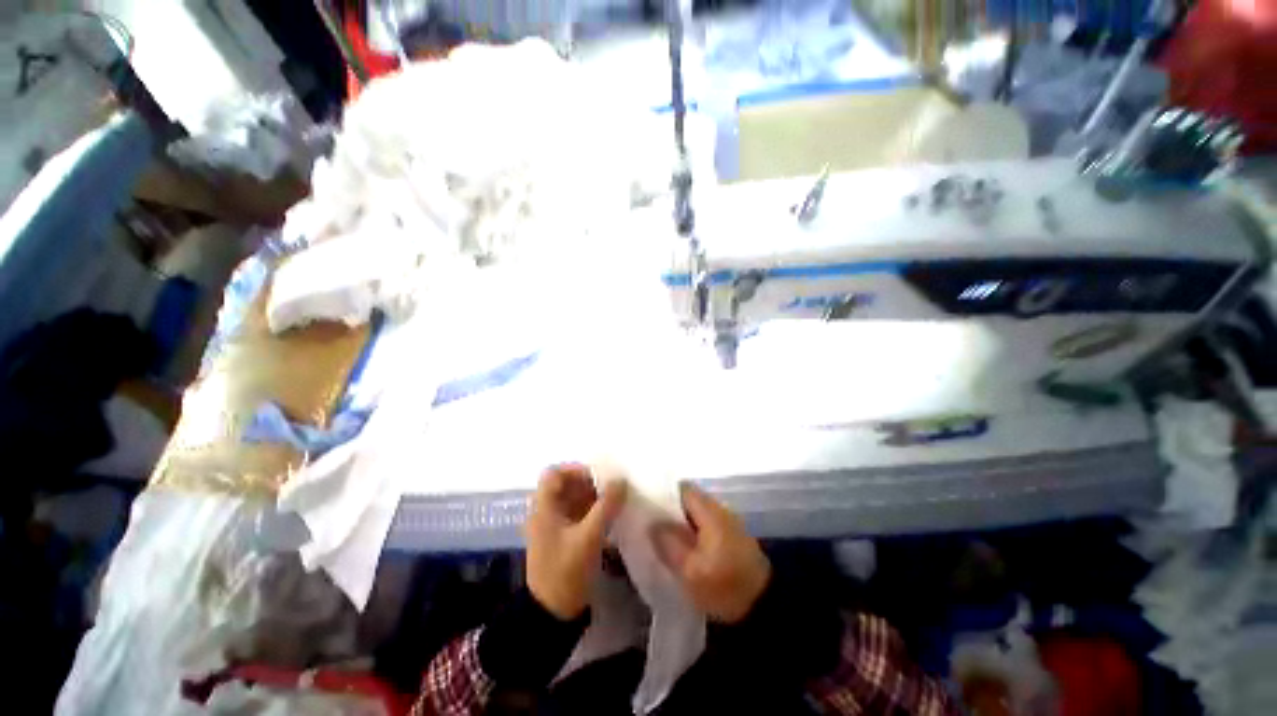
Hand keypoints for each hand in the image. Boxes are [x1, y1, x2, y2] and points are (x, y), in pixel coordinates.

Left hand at [525, 464, 627, 620]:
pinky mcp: (563, 538)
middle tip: (612, 489)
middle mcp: (546, 512)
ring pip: (574, 499)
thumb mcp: (589, 538)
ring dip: (593, 497)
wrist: (552, 615)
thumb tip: (621, 480)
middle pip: (566, 485)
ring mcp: (554, 526)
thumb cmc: (566, 572)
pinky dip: (593, 511)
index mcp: (544, 509)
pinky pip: (578, 514)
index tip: (598, 477)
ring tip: (615, 502)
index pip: (554, 474)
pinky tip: (610, 517)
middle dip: (589, 483)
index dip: (575, 470)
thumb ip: (606, 506)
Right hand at [650, 482, 771, 623]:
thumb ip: (668, 544)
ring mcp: (728, 522)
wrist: (763, 608)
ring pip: (697, 512)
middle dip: (670, 508)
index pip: (683, 488)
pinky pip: (706, 524)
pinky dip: (693, 530)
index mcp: (710, 512)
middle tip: (650, 523)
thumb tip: (652, 523)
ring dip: (681, 521)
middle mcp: (720, 509)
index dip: (663, 493)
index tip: (647, 505)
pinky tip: (683, 546)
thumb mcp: (690, 571)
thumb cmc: (724, 587)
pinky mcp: (732, 536)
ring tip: (663, 535)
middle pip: (689, 499)